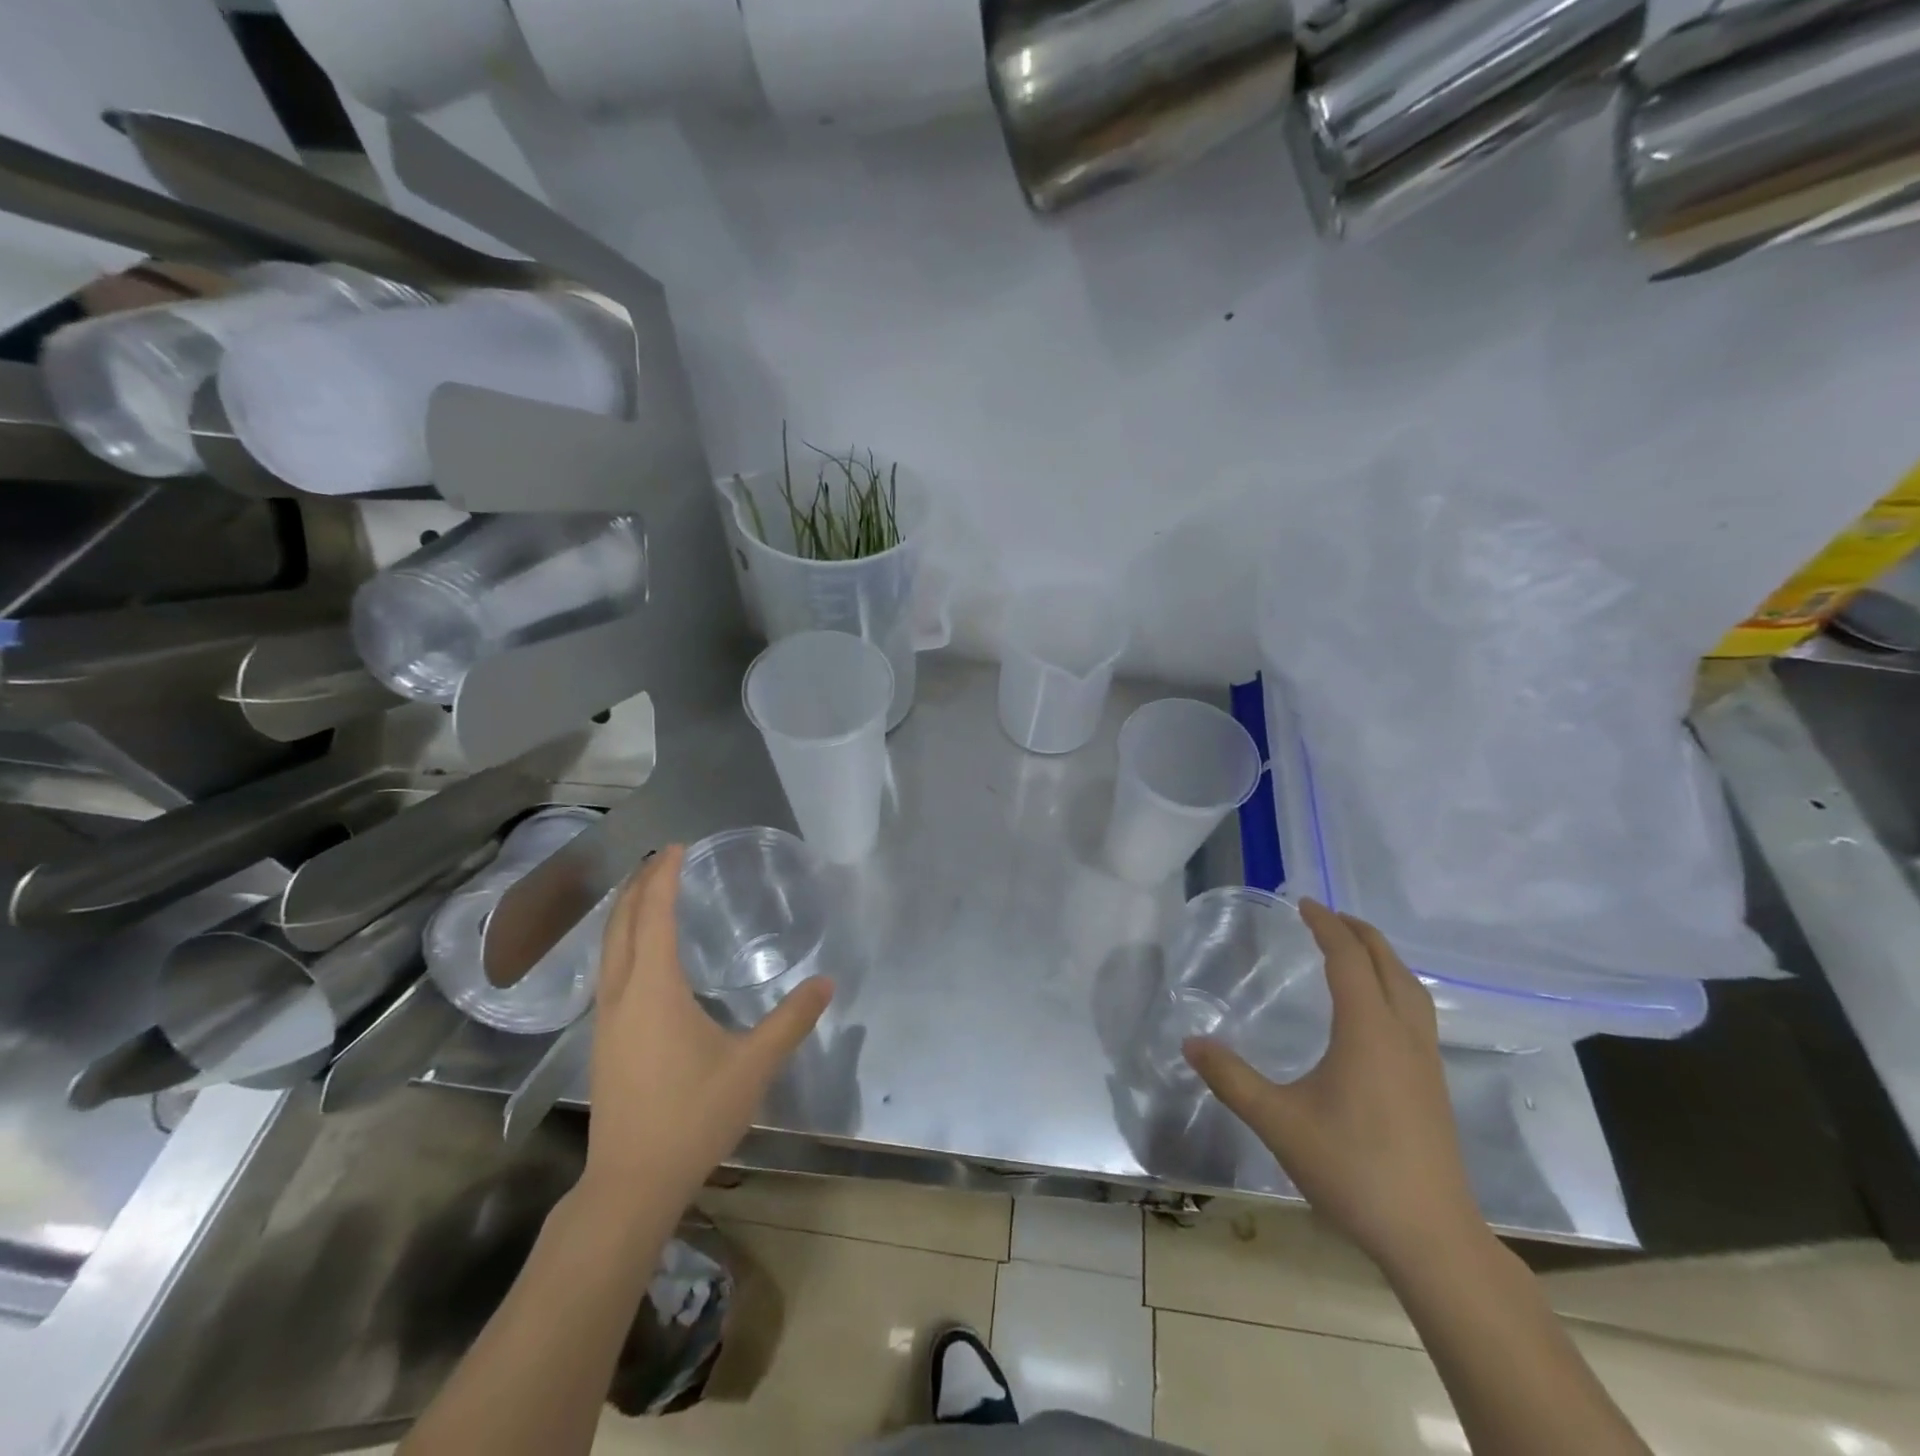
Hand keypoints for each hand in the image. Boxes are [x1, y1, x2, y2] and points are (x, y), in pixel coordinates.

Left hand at [579, 844, 832, 1217]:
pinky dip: (623, 940)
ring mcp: (605, 1018)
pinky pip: (608, 968)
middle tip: (664, 857)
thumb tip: (826, 982)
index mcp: (653, 989)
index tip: (678, 846)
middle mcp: (621, 994)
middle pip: (622, 923)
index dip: (665, 876)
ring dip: (626, 911)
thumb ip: (791, 1020)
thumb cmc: (692, 1117)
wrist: (630, 1184)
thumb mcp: (753, 1066)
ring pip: (609, 947)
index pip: (655, 915)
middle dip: (640, 884)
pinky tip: (640, 954)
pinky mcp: (603, 1039)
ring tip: (649, 891)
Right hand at [1184, 900, 1484, 1272]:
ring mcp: (1426, 1060)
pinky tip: (1376, 1009)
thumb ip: (1231, 1078)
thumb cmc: (1352, 1170)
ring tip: (1354, 949)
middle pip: (1388, 964)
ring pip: (1411, 988)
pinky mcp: (1435, 1085)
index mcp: (1368, 1031)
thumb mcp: (1278, 1122)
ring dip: (1382, 958)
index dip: (1326, 925)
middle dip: (1359, 933)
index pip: (1348, 959)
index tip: (1303, 903)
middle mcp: (1403, 1035)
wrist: (1431, 1237)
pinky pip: (1417, 1012)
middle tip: (1326, 916)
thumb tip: (1190, 1042)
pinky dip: (1395, 986)